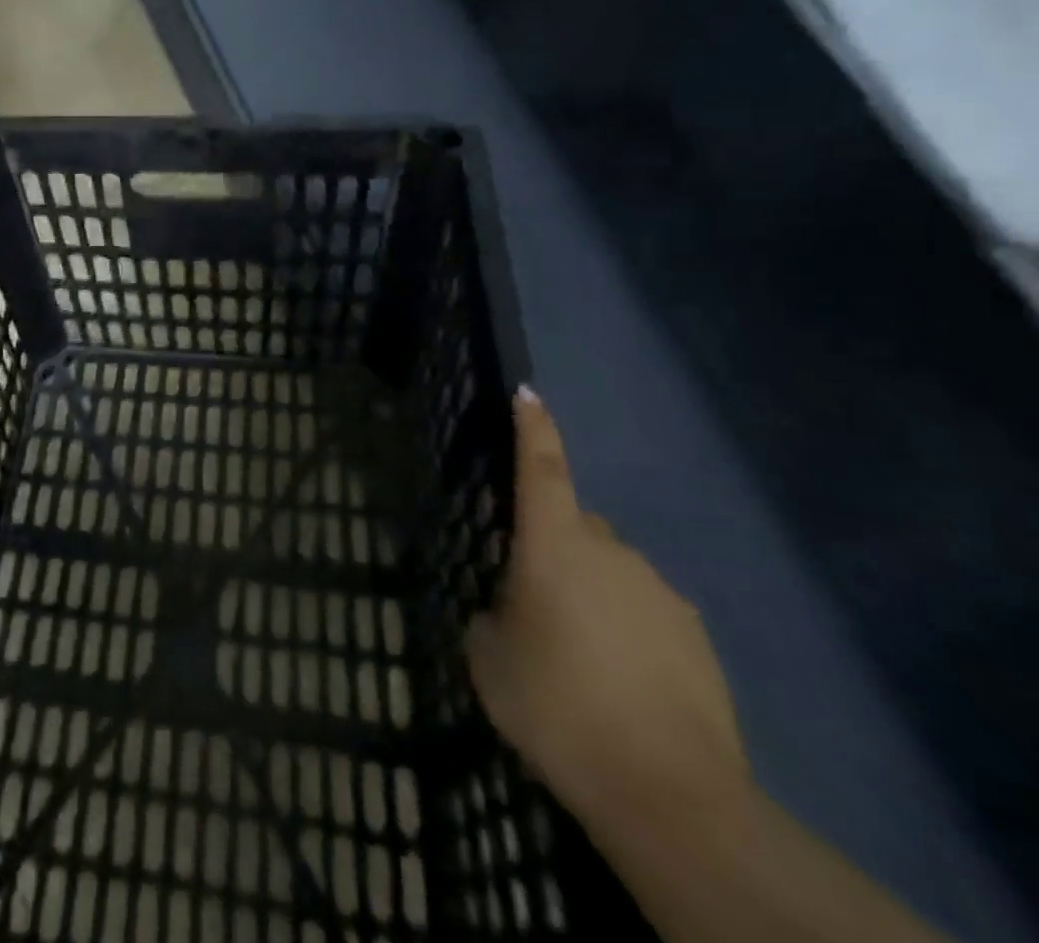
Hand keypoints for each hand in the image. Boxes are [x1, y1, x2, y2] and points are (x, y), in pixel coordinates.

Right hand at [465, 389, 749, 838]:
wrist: (668, 793)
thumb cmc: (556, 704)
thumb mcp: (489, 656)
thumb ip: (494, 614)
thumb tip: (512, 608)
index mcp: (554, 545)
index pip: (542, 467)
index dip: (532, 427)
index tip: (527, 392)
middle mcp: (611, 552)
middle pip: (577, 528)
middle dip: (555, 549)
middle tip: (533, 604)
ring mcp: (662, 594)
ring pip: (612, 573)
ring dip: (590, 595)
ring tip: (578, 659)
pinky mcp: (697, 638)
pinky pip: (646, 613)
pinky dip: (627, 632)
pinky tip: (619, 686)